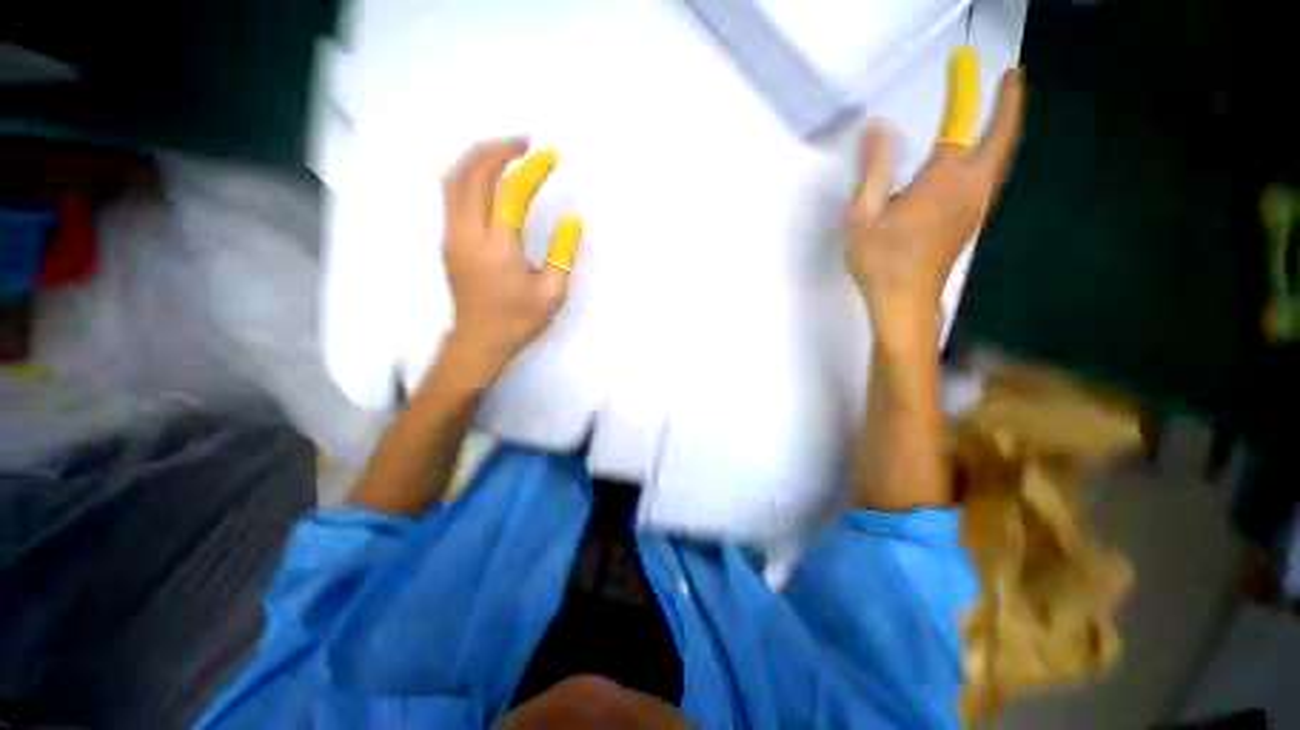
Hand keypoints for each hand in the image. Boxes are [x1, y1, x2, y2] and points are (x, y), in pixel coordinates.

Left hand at [440, 138, 580, 379]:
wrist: (479, 341)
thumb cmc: (519, 320)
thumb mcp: (553, 293)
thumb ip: (564, 253)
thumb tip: (572, 220)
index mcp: (499, 248)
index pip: (511, 192)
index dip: (531, 169)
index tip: (550, 157)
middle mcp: (468, 234)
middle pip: (473, 174)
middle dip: (499, 150)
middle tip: (525, 143)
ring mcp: (452, 235)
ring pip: (454, 179)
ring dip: (478, 157)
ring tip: (505, 152)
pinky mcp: (448, 241)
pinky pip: (452, 194)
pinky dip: (469, 174)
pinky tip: (487, 177)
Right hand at [845, 69, 1024, 340]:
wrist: (905, 301)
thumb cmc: (880, 261)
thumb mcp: (863, 216)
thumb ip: (873, 170)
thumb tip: (877, 127)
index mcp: (943, 181)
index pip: (960, 125)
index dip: (965, 90)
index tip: (964, 61)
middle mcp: (970, 188)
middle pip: (1002, 139)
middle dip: (1010, 105)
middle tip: (1011, 78)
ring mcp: (976, 206)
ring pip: (1001, 159)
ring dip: (1004, 129)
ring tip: (1000, 108)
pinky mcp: (971, 221)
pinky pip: (990, 177)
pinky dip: (993, 155)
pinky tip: (981, 156)